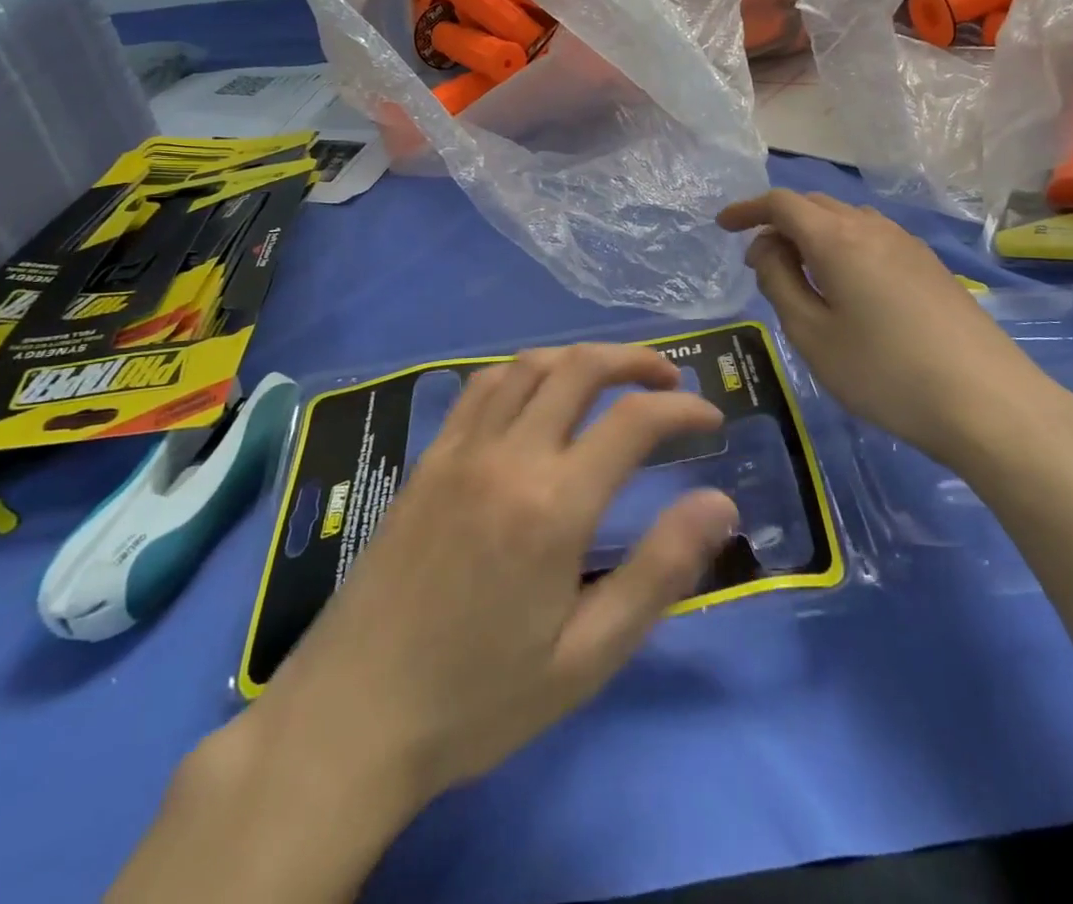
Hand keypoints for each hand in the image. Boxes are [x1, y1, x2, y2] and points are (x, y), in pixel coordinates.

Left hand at [116, 345, 736, 903]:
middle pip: (580, 368)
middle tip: (670, 381)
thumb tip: (719, 503)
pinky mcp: (428, 459)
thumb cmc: (479, 697)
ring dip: (580, 357)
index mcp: (552, 505)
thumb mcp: (586, 656)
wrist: (353, 716)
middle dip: (635, 361)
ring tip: (612, 377)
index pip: (633, 421)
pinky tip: (536, 395)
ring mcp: (460, 450)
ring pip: (528, 366)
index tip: (710, 418)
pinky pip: (481, 388)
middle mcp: (507, 456)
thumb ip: (658, 571)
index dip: (682, 409)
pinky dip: (523, 372)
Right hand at [718, 190, 1072, 470]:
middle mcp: (873, 228)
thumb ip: (779, 282)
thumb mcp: (813, 334)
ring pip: (846, 219)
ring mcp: (908, 245)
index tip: (723, 226)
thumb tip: (766, 248)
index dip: (748, 209)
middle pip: (815, 205)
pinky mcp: (930, 267)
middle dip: (778, 221)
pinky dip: (842, 245)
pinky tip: (845, 284)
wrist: (988, 403)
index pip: (782, 203)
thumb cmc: (885, 373)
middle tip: (757, 259)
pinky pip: (872, 237)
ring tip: (798, 272)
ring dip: (812, 233)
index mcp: (837, 239)